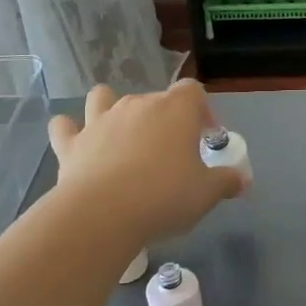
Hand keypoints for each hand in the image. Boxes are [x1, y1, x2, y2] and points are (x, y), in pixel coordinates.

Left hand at [49, 80, 242, 243]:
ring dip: (110, 108)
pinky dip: (69, 131)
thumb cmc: (165, 197)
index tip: (206, 138)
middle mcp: (137, 105)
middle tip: (171, 152)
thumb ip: (226, 182)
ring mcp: (99, 121)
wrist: (103, 214)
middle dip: (164, 119)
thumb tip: (242, 180)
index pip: (193, 91)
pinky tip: (76, 143)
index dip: (202, 110)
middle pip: (154, 98)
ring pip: (102, 97)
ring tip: (120, 133)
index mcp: (175, 110)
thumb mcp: (206, 194)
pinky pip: (64, 126)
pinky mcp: (71, 143)